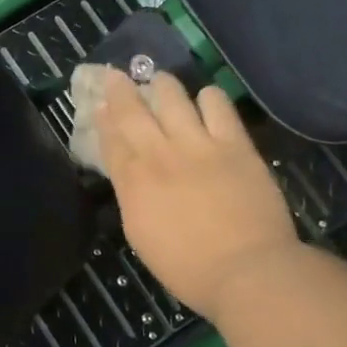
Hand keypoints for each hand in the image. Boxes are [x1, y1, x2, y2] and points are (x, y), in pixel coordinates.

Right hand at [96, 69, 300, 317]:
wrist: (247, 271)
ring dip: (162, 85)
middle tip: (116, 74)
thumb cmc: (187, 268)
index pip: (110, 139)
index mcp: (133, 181)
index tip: (99, 103)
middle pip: (132, 110)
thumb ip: (132, 197)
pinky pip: (218, 105)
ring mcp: (198, 144)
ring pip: (172, 97)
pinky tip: (206, 100)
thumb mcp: (140, 234)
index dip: (103, 117)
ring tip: (160, 80)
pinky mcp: (234, 144)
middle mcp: (159, 153)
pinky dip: (208, 97)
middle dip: (120, 89)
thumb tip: (131, 174)